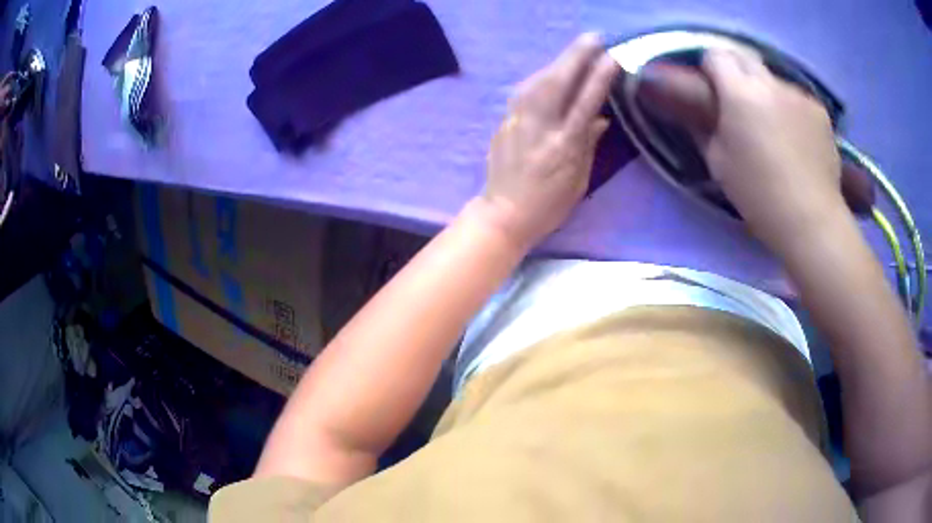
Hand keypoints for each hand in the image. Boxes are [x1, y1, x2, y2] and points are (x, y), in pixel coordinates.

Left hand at [476, 33, 619, 249]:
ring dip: (558, 62)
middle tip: (593, 38)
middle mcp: (540, 129)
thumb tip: (599, 118)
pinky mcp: (504, 122)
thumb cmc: (548, 205)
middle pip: (558, 83)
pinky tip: (549, 71)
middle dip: (577, 56)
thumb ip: (588, 145)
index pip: (585, 104)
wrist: (503, 214)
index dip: (598, 78)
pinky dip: (540, 77)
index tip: (610, 57)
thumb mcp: (579, 180)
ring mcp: (518, 122)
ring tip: (575, 50)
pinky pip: (524, 92)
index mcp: (564, 147)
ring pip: (538, 82)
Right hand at [698, 50, 844, 253]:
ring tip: (774, 126)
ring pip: (773, 79)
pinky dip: (791, 109)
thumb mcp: (718, 163)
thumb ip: (706, 127)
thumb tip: (703, 111)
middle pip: (745, 57)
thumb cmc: (759, 194)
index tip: (712, 87)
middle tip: (739, 101)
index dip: (710, 67)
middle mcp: (769, 83)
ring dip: (767, 92)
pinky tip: (797, 138)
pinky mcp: (819, 110)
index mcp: (740, 93)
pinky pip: (797, 98)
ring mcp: (798, 94)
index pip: (716, 55)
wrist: (810, 219)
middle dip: (736, 72)